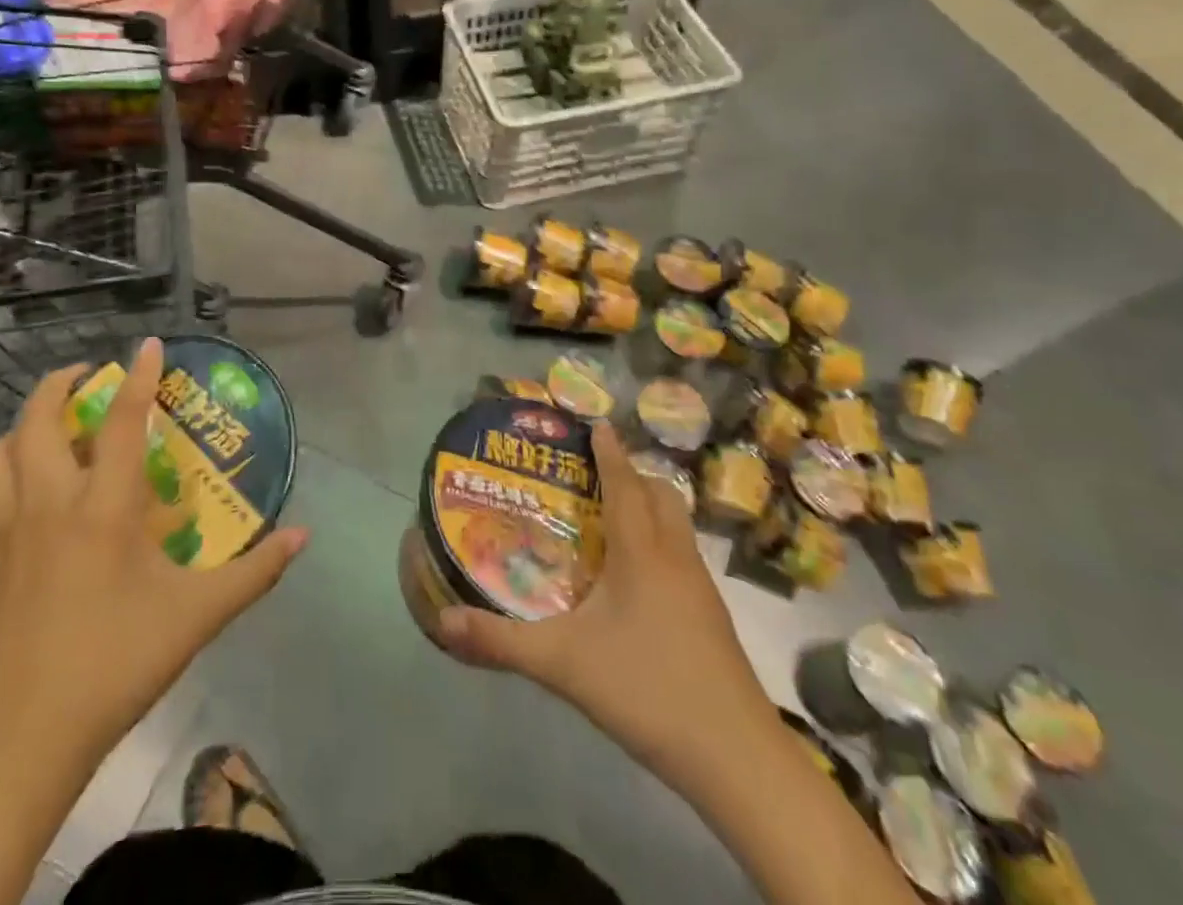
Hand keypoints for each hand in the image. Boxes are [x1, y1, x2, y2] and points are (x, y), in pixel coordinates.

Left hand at [0, 337, 307, 771]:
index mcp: (103, 508)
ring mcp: (10, 528)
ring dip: (27, 420)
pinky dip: (7, 462)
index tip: (149, 344)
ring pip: (3, 449)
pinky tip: (29, 479)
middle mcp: (51, 502)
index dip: (139, 376)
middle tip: (92, 375)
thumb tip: (303, 535)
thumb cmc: (115, 665)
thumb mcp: (198, 617)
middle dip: (61, 383)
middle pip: (39, 418)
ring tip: (57, 419)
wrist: (22, 740)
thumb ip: (255, 572)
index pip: (124, 422)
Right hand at [437, 424, 777, 792]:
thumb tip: (444, 622)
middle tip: (595, 474)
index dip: (610, 451)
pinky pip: (684, 557)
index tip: (597, 422)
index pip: (625, 483)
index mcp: (643, 552)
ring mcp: (701, 590)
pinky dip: (660, 543)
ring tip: (611, 518)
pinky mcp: (712, 619)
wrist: (738, 760)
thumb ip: (502, 642)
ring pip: (677, 526)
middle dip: (632, 474)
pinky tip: (637, 578)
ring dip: (650, 507)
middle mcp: (676, 558)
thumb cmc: (648, 690)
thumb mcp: (563, 665)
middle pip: (661, 495)